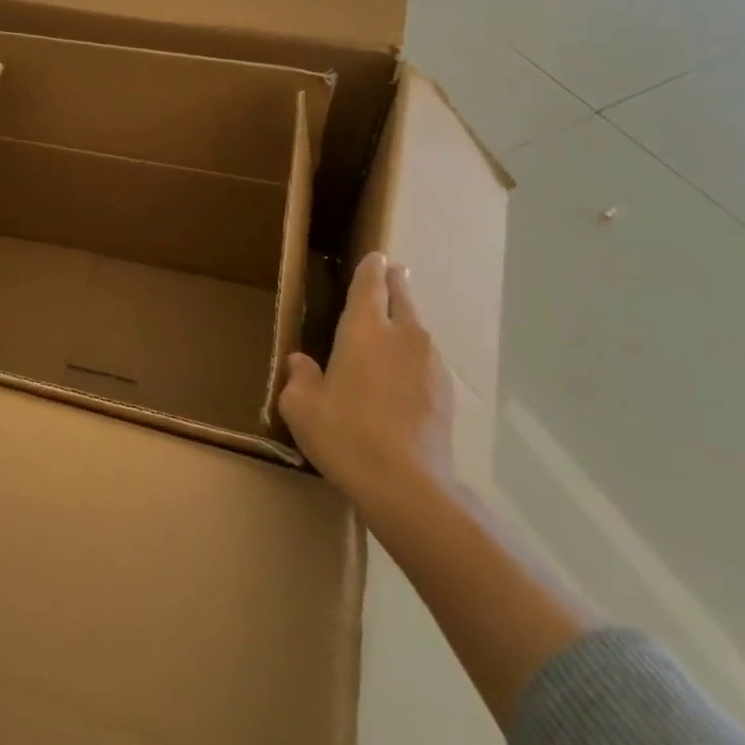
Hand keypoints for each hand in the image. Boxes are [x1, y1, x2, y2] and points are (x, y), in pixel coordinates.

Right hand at [278, 254, 455, 526]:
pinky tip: (404, 378)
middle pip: (402, 298)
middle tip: (394, 272)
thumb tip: (301, 363)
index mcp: (364, 330)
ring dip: (408, 322)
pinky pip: (427, 362)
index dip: (372, 268)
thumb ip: (300, 378)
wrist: (409, 487)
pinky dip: (416, 358)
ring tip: (395, 328)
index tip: (376, 257)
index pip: (370, 284)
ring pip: (418, 330)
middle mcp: (402, 336)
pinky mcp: (445, 393)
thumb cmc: (346, 436)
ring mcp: (429, 364)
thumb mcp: (302, 408)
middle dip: (396, 282)